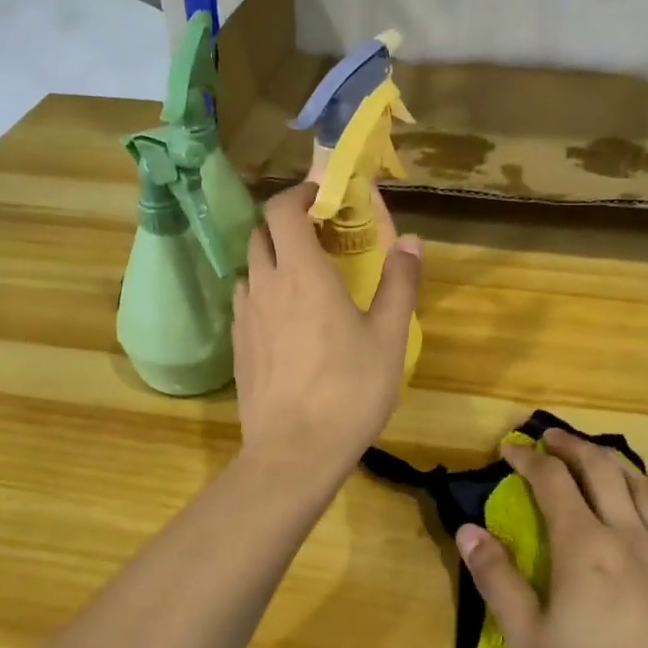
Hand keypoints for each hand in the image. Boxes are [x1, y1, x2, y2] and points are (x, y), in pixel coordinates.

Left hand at [232, 183, 421, 477]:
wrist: (294, 451)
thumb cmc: (349, 390)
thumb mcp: (388, 337)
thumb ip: (400, 283)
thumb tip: (410, 241)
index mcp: (302, 273)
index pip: (282, 210)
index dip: (298, 195)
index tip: (323, 199)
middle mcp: (265, 285)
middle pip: (261, 234)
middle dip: (287, 225)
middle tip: (320, 239)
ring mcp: (245, 316)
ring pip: (250, 268)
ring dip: (272, 259)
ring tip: (303, 279)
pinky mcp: (237, 346)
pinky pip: (245, 301)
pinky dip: (262, 292)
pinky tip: (286, 321)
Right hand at [456, 430, 647, 647]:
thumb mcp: (529, 641)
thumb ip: (497, 579)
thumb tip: (467, 530)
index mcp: (584, 546)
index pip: (553, 482)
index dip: (528, 458)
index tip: (509, 448)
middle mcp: (628, 535)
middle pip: (601, 469)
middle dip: (572, 446)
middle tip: (550, 438)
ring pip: (640, 485)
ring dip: (611, 461)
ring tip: (593, 456)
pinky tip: (647, 501)